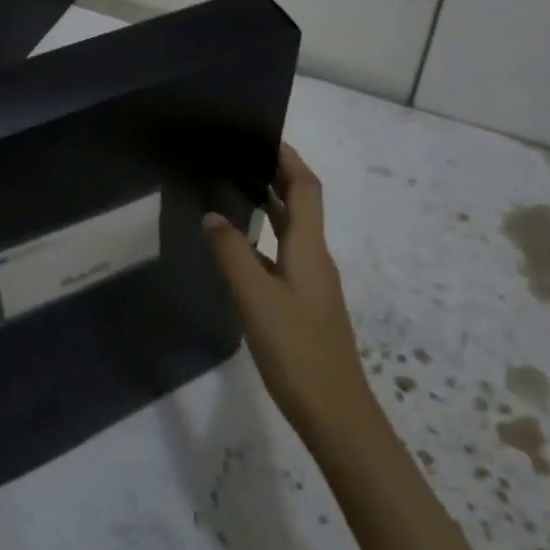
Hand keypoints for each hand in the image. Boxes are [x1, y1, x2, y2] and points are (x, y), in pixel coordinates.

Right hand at [202, 144, 377, 457]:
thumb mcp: (255, 297)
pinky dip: (266, 239)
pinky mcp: (306, 305)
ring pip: (293, 231)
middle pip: (302, 205)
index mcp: (309, 249)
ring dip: (271, 206)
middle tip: (241, 157)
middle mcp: (316, 258)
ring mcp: (313, 284)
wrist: (336, 414)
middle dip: (278, 176)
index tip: (265, 135)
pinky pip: (285, 255)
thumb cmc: (296, 350)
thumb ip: (231, 253)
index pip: (306, 188)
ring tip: (236, 191)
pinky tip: (241, 250)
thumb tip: (213, 215)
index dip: (290, 159)